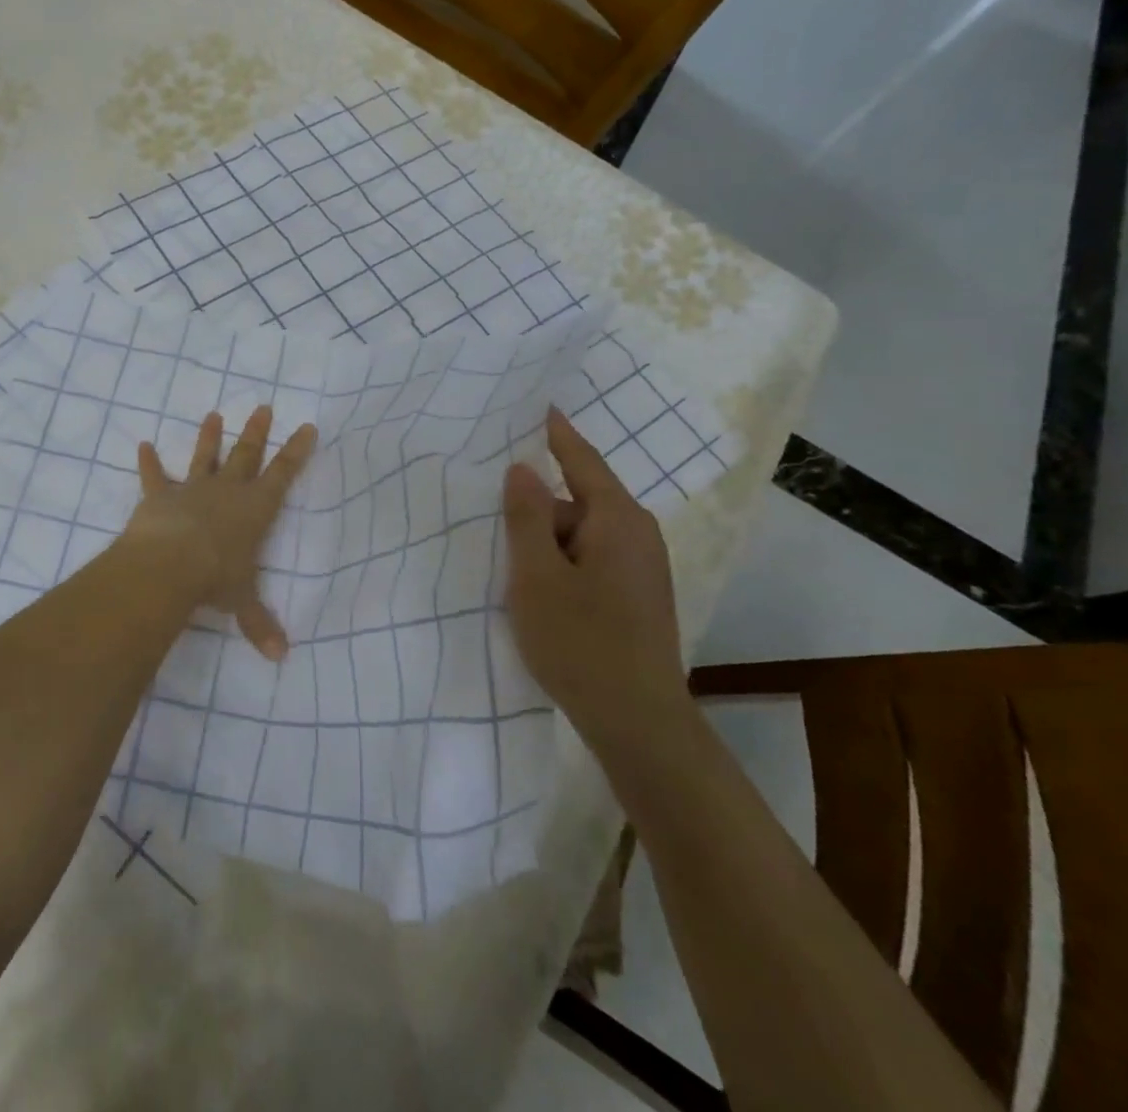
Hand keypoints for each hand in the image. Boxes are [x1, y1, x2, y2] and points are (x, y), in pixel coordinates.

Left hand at [121, 406, 316, 660]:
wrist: (169, 564)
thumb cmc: (215, 578)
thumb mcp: (242, 602)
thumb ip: (260, 624)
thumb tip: (281, 657)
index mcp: (254, 509)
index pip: (283, 474)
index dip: (296, 451)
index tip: (306, 426)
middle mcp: (227, 492)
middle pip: (246, 454)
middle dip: (256, 432)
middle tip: (263, 406)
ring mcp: (191, 490)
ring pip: (203, 457)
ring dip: (208, 437)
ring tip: (213, 415)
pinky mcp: (159, 496)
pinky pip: (153, 476)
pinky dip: (147, 462)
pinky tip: (141, 444)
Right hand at [501, 408, 685, 740]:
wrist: (637, 722)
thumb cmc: (581, 641)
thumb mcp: (536, 575)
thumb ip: (526, 517)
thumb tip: (522, 469)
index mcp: (617, 519)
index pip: (581, 460)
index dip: (556, 433)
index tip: (539, 404)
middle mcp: (637, 534)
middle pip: (576, 501)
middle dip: (534, 507)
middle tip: (487, 512)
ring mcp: (640, 567)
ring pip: (579, 534)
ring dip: (544, 541)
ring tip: (504, 561)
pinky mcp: (635, 595)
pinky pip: (588, 558)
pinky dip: (558, 561)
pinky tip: (533, 587)